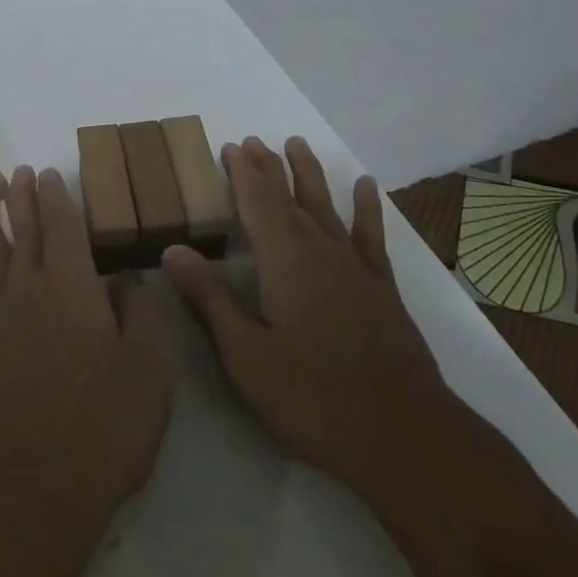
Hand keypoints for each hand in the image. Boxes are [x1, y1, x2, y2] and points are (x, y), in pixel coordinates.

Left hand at [0, 166, 174, 538]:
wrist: (35, 489)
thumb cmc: (105, 425)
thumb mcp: (149, 367)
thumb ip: (139, 313)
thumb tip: (125, 280)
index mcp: (72, 288)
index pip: (62, 227)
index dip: (56, 197)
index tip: (48, 172)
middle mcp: (28, 292)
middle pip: (22, 233)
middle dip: (21, 198)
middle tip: (18, 171)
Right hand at [164, 137, 451, 497]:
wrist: (404, 436)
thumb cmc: (313, 398)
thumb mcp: (246, 355)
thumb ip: (211, 299)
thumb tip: (173, 249)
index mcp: (284, 263)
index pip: (257, 204)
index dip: (242, 174)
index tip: (229, 146)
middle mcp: (320, 252)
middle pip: (290, 198)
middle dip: (268, 168)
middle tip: (253, 140)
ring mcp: (355, 268)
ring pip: (326, 207)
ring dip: (309, 174)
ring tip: (297, 143)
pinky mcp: (382, 288)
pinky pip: (370, 235)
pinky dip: (366, 208)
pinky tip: (365, 186)